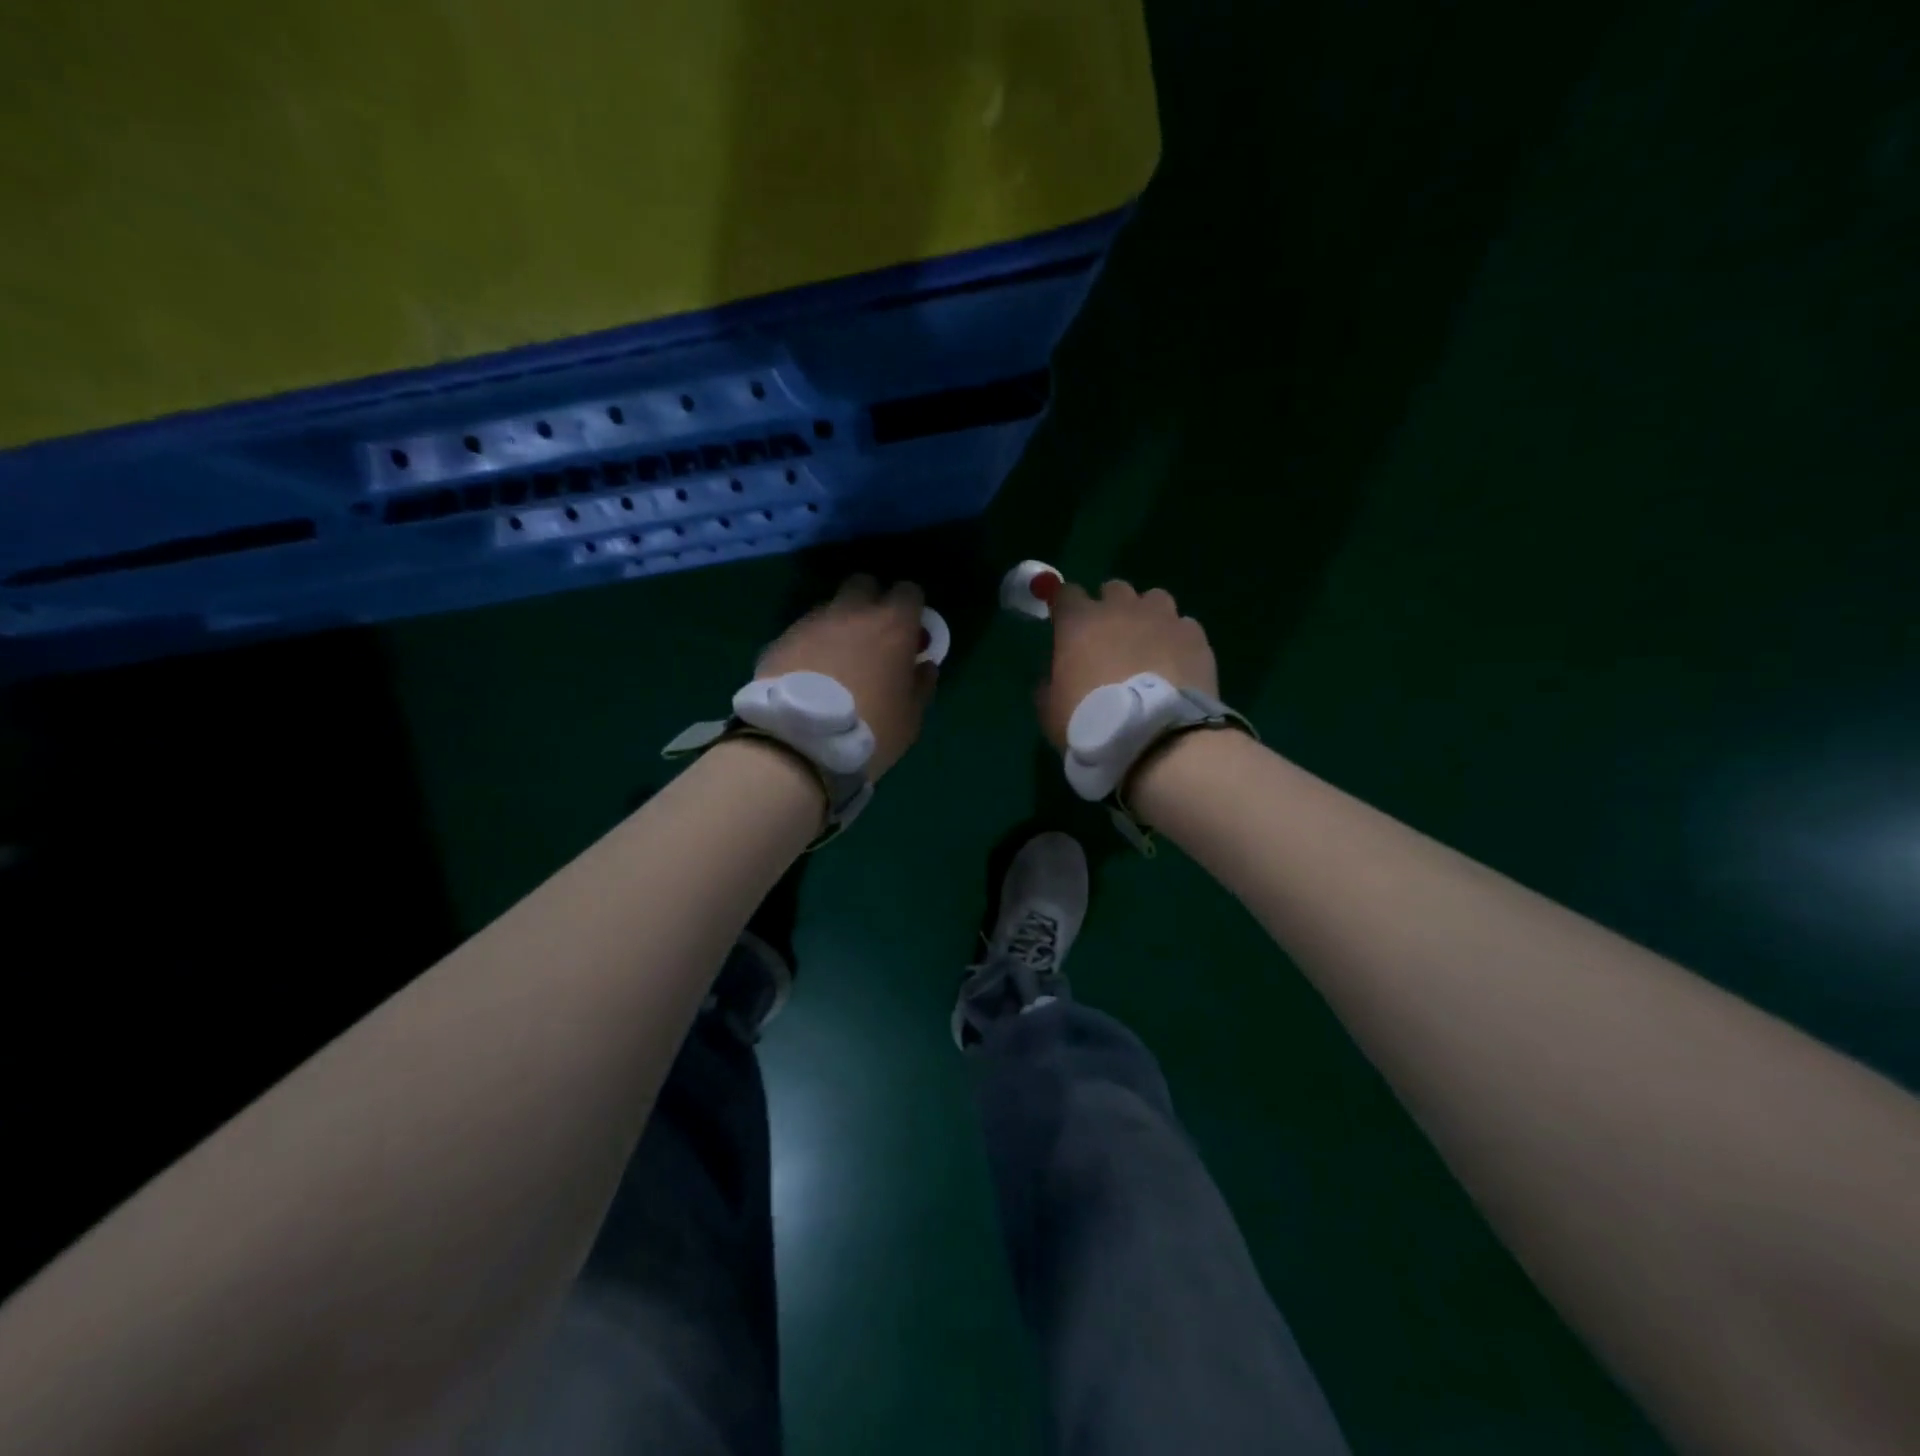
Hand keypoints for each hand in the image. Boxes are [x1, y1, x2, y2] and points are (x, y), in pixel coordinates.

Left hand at [756, 575, 936, 777]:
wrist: (799, 742)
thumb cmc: (870, 729)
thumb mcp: (910, 718)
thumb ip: (921, 685)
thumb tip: (923, 666)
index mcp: (892, 626)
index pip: (909, 591)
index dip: (911, 609)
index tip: (910, 633)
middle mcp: (852, 613)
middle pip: (864, 585)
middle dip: (871, 602)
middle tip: (873, 638)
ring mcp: (812, 623)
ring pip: (830, 608)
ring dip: (838, 625)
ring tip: (836, 661)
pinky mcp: (781, 640)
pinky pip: (803, 633)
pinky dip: (810, 646)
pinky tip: (808, 675)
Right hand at [1036, 579, 1218, 749]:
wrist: (1155, 738)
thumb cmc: (1092, 723)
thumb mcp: (1050, 711)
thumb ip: (1049, 684)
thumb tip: (1054, 676)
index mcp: (1079, 622)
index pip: (1067, 593)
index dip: (1066, 608)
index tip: (1066, 626)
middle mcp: (1121, 609)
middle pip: (1114, 590)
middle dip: (1110, 608)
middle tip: (1110, 639)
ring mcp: (1163, 618)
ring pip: (1154, 599)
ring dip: (1147, 616)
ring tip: (1149, 646)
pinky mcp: (1195, 636)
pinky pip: (1183, 626)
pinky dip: (1177, 639)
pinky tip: (1177, 663)